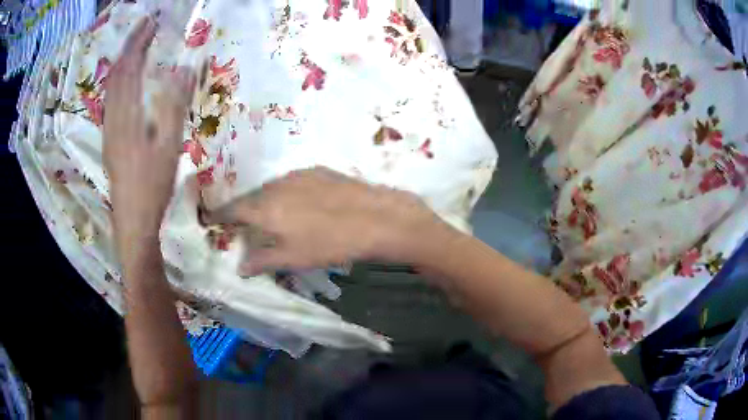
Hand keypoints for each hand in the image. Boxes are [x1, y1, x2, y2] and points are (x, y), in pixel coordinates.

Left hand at [103, 16, 195, 242]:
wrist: (132, 221)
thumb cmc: (152, 186)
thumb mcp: (169, 145)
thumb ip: (175, 104)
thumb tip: (186, 67)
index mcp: (127, 116)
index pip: (129, 68)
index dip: (138, 42)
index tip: (152, 22)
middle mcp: (112, 118)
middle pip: (116, 74)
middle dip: (129, 47)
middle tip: (145, 29)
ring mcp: (108, 130)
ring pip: (110, 88)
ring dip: (122, 63)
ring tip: (136, 49)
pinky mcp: (109, 140)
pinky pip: (110, 102)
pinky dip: (118, 82)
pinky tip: (126, 83)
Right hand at [212, 168, 454, 275]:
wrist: (376, 218)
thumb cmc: (331, 243)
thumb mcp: (294, 258)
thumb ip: (262, 260)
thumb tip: (240, 266)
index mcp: (265, 207)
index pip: (232, 209)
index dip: (220, 215)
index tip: (212, 219)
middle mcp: (276, 185)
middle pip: (251, 197)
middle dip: (243, 210)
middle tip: (241, 223)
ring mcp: (298, 174)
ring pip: (271, 187)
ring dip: (265, 200)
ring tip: (270, 215)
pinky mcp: (318, 170)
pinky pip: (291, 181)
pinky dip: (285, 192)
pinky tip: (298, 203)